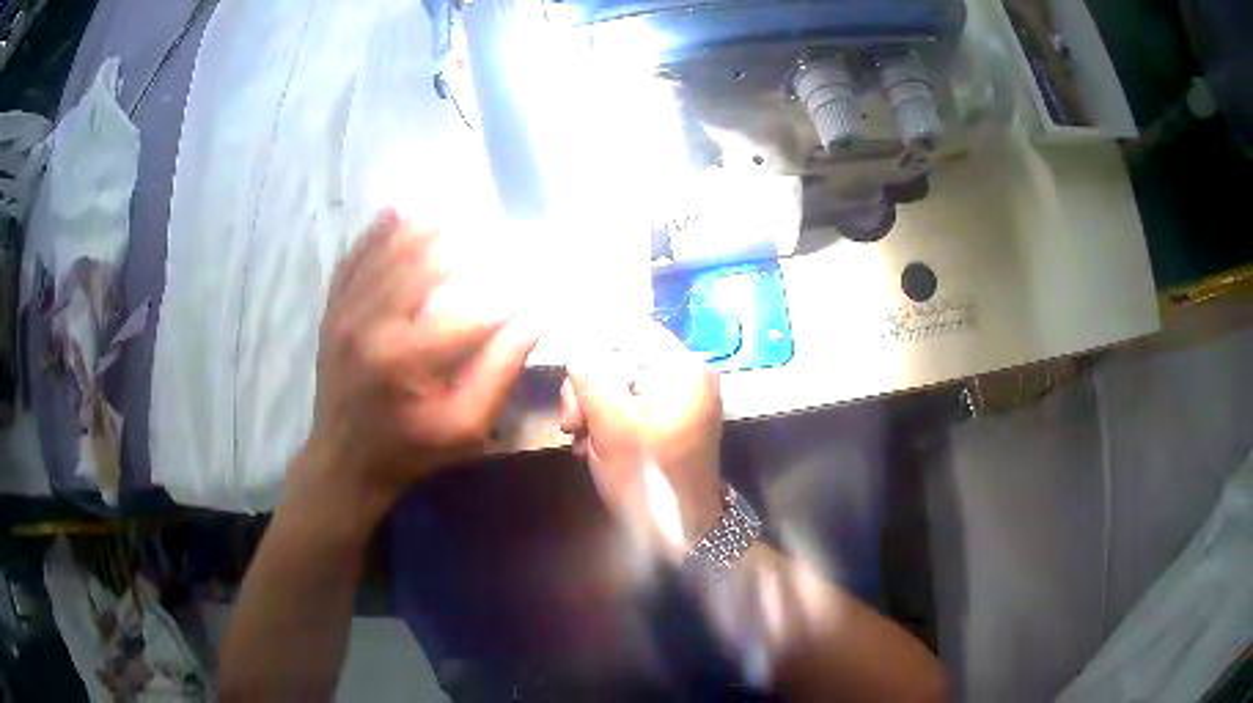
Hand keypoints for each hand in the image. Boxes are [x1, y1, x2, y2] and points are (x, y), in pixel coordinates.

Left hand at [297, 211, 537, 513]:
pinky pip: (351, 264)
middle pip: (420, 267)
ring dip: (416, 230)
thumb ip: (497, 375)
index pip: (468, 313)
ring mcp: (346, 314)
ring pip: (384, 256)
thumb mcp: (462, 428)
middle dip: (456, 246)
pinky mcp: (332, 314)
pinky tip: (390, 213)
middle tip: (484, 228)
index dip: (504, 299)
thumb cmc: (408, 449)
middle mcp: (372, 325)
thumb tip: (530, 323)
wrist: (344, 461)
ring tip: (444, 211)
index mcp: (407, 358)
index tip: (528, 288)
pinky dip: (370, 237)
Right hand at [560, 319, 723, 558]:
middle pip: (618, 358)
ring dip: (590, 412)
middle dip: (587, 390)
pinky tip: (594, 450)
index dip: (590, 338)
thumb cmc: (651, 479)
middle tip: (572, 424)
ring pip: (615, 385)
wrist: (681, 532)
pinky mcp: (665, 421)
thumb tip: (573, 339)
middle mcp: (684, 376)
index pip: (629, 328)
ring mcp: (676, 400)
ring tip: (583, 444)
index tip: (560, 362)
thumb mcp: (613, 426)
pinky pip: (625, 406)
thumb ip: (590, 376)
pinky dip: (604, 424)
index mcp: (683, 369)